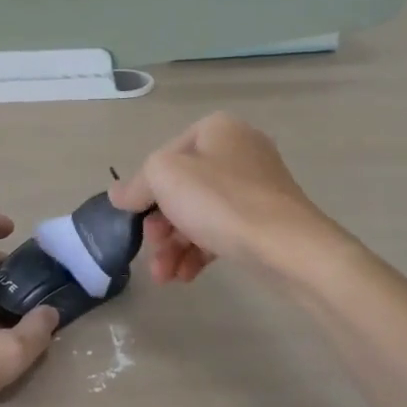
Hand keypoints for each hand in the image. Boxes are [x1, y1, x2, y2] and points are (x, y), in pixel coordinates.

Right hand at [110, 113, 337, 284]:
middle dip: (159, 226)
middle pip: (181, 188)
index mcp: (217, 130)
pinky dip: (199, 252)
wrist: (288, 246)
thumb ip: (137, 183)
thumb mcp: (164, 177)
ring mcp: (255, 186)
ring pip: (199, 214)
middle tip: (151, 250)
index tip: (132, 220)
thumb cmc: (220, 201)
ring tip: (163, 277)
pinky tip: (184, 277)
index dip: (143, 190)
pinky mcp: (264, 219)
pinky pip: (221, 231)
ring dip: (174, 246)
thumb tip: (119, 195)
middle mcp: (238, 150)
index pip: (163, 157)